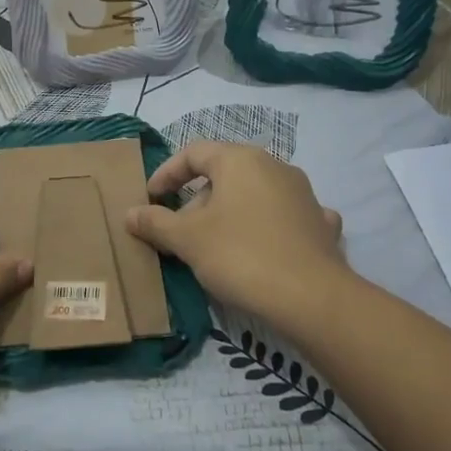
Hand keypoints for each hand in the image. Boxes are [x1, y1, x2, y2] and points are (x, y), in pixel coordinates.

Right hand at [125, 142, 350, 331]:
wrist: (312, 297)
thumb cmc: (240, 255)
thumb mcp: (187, 240)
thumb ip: (155, 223)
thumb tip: (130, 214)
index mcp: (240, 160)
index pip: (193, 153)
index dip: (166, 174)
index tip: (150, 199)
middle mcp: (274, 166)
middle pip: (224, 174)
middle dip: (196, 200)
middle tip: (179, 231)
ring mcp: (303, 193)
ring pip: (254, 194)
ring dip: (229, 213)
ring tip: (214, 246)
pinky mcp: (320, 223)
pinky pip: (285, 216)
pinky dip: (267, 226)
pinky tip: (264, 247)